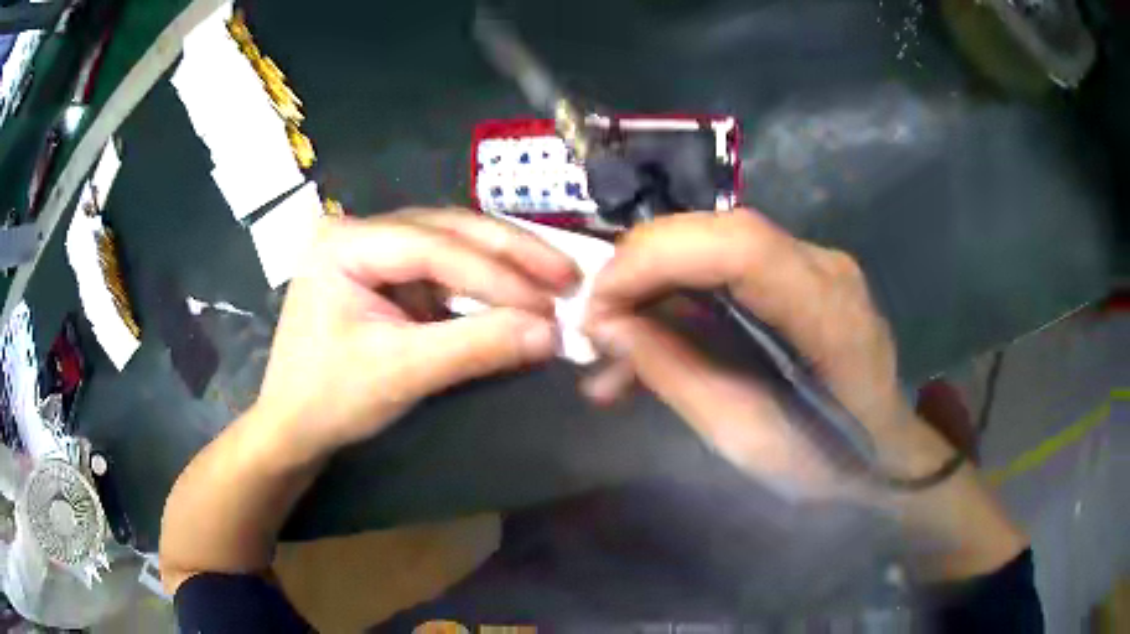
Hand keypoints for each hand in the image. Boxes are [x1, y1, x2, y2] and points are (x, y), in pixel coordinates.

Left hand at [254, 209, 577, 461]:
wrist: (293, 426)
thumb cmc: (331, 399)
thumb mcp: (401, 373)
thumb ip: (475, 347)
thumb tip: (551, 333)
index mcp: (344, 242)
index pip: (432, 246)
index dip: (497, 274)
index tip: (552, 302)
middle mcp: (358, 230)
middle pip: (446, 230)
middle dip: (511, 255)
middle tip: (568, 275)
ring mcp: (372, 249)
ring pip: (451, 242)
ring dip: (505, 263)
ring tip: (554, 278)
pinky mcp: (386, 273)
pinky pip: (445, 267)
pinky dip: (484, 282)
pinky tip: (519, 290)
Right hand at [585, 209, 919, 495]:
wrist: (884, 452)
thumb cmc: (831, 462)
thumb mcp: (747, 440)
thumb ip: (678, 377)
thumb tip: (608, 328)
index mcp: (828, 310)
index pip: (738, 245)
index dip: (656, 258)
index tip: (598, 306)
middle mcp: (823, 266)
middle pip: (717, 231)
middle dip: (641, 268)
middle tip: (595, 325)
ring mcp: (811, 264)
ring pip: (711, 246)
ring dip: (652, 289)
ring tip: (610, 353)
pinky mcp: (795, 276)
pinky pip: (723, 270)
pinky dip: (677, 300)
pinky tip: (645, 346)